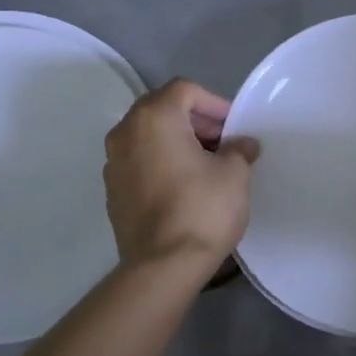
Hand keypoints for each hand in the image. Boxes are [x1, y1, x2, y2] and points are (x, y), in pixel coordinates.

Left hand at [104, 79, 256, 276]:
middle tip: (224, 144)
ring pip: (149, 138)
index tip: (234, 128)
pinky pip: (141, 163)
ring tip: (207, 166)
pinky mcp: (113, 192)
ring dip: (178, 143)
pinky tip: (185, 188)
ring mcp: (113, 163)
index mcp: (153, 118)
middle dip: (196, 122)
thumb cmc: (202, 209)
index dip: (215, 103)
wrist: (163, 266)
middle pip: (162, 110)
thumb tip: (242, 145)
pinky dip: (162, 164)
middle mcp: (125, 133)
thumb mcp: (234, 174)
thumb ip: (238, 149)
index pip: (185, 90)